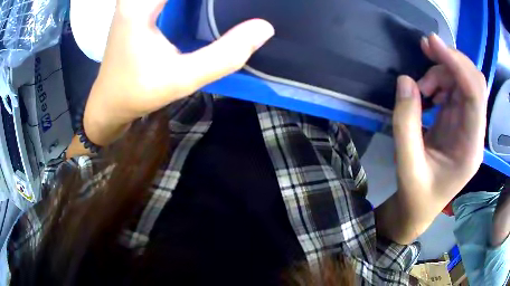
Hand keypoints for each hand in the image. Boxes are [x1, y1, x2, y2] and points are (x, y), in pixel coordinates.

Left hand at [83, 0, 273, 145]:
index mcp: (141, 4)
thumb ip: (224, 55)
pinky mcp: (135, 4)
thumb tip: (264, 28)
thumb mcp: (182, 78)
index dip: (212, 0)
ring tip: (213, 8)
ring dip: (197, 2)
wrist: (109, 101)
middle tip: (229, 8)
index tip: (236, 6)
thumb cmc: (138, 92)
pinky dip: (187, 2)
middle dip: (204, 2)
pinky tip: (198, 7)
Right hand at [394, 34, 486, 204]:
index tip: (433, 44)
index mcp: (470, 149)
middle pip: (474, 83)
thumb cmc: (416, 196)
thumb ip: (405, 124)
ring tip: (421, 88)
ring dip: (442, 73)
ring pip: (464, 82)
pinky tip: (427, 92)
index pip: (475, 97)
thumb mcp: (406, 165)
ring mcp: (468, 126)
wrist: (419, 209)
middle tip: (425, 50)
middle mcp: (474, 133)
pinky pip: (455, 89)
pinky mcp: (458, 121)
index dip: (457, 65)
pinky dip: (440, 81)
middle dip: (451, 61)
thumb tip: (406, 81)